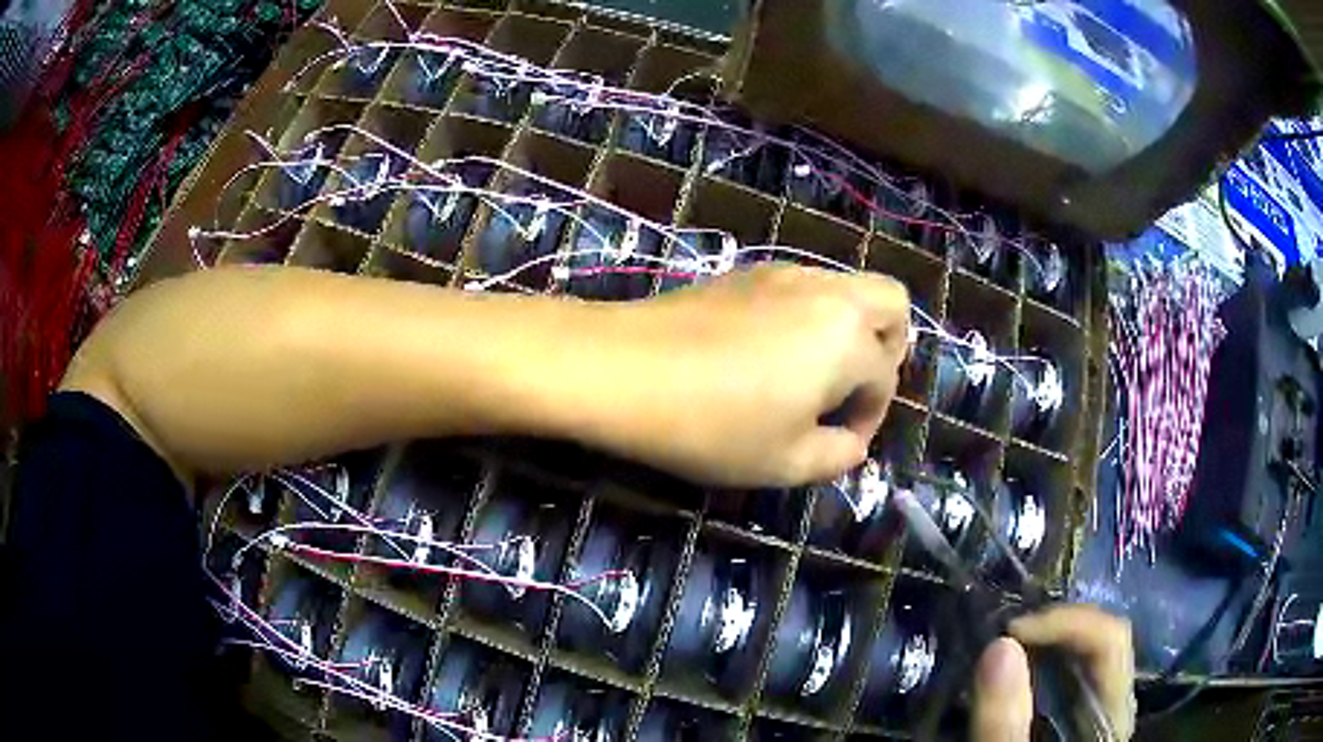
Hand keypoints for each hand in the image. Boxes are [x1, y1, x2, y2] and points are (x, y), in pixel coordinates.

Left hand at [613, 263, 909, 486]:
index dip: (870, 418)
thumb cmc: (711, 425)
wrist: (621, 369)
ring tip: (808, 376)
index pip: (886, 378)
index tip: (839, 442)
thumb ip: (838, 456)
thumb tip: (852, 441)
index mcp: (849, 338)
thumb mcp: (785, 463)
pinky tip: (766, 353)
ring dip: (850, 329)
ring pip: (848, 288)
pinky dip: (811, 316)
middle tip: (851, 389)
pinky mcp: (746, 272)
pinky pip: (804, 287)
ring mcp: (785, 273)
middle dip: (889, 349)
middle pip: (892, 302)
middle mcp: (828, 292)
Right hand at [971, 605, 1135, 741]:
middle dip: (1054, 629)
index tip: (1009, 633)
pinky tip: (1011, 672)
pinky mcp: (1074, 724)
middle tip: (1003, 635)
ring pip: (1086, 655)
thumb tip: (998, 645)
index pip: (1110, 641)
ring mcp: (1095, 714)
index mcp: (1112, 718)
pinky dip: (1039, 664)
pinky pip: (1068, 677)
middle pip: (1103, 641)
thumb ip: (1004, 724)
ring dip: (1046, 643)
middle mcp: (1112, 706)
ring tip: (1004, 646)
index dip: (1066, 623)